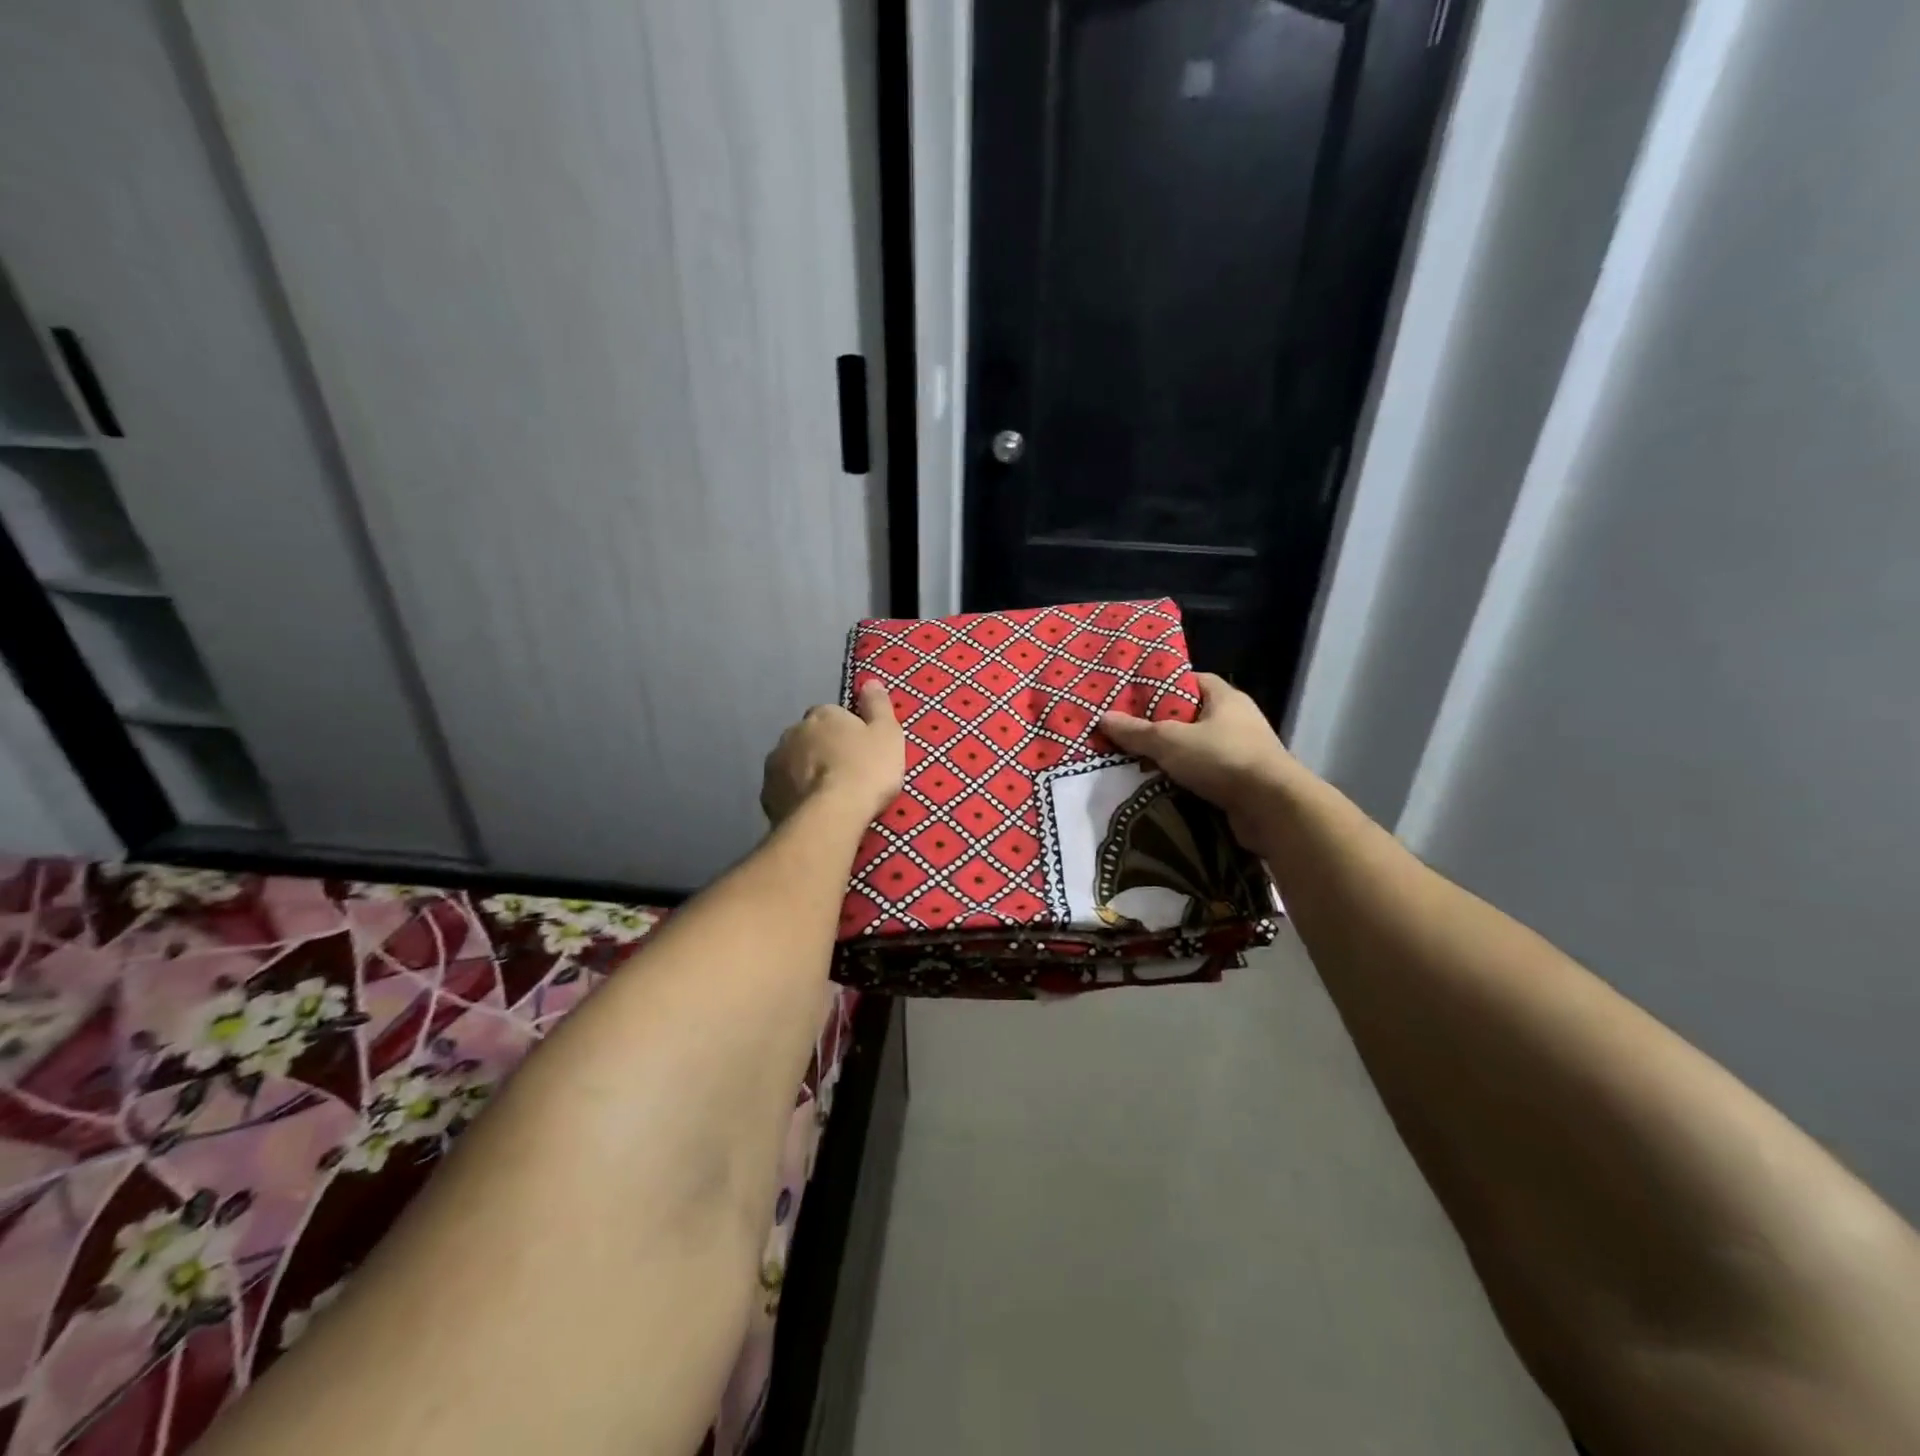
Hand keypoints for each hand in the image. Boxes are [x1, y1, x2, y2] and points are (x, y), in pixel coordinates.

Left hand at [761, 681, 905, 826]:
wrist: (831, 816)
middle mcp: (793, 732)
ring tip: (826, 796)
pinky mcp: (767, 794)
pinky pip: (784, 790)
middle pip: (809, 738)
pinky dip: (794, 796)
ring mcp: (775, 763)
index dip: (846, 732)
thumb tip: (870, 681)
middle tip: (844, 775)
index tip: (859, 752)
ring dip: (805, 773)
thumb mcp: (887, 734)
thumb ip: (878, 705)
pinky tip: (810, 811)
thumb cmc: (866, 770)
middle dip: (822, 751)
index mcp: (822, 715)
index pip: (833, 715)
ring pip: (793, 763)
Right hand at [1100, 673, 1300, 845]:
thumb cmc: (1222, 759)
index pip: (1193, 680)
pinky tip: (1162, 785)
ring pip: (1199, 747)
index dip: (1165, 684)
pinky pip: (1208, 773)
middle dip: (1163, 724)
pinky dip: (1188, 778)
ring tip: (1138, 760)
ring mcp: (1245, 752)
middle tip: (1130, 731)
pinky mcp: (1245, 782)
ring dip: (1174, 755)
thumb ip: (1136, 731)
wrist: (1272, 808)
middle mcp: (1239, 720)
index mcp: (1226, 698)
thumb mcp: (1170, 741)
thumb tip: (1103, 717)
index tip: (1137, 695)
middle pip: (1193, 715)